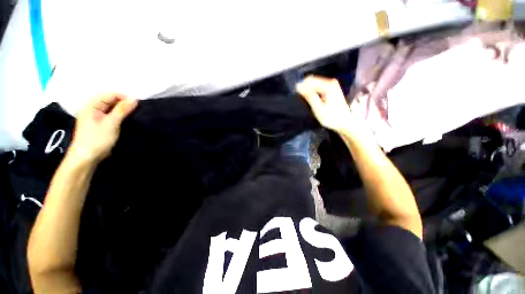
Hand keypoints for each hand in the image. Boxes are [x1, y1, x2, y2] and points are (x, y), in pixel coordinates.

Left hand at [68, 94, 137, 162]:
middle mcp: (93, 108)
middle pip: (110, 101)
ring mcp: (96, 117)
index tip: (138, 105)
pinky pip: (111, 115)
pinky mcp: (100, 124)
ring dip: (123, 110)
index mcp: (91, 105)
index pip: (110, 95)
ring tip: (134, 115)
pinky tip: (127, 120)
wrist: (87, 157)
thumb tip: (134, 99)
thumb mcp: (111, 123)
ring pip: (112, 108)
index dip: (124, 98)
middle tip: (137, 110)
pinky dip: (120, 116)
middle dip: (124, 104)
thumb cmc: (97, 139)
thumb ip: (122, 110)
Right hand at [296, 76, 352, 132]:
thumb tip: (299, 87)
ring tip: (302, 97)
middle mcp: (331, 82)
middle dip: (304, 86)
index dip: (301, 85)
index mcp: (328, 86)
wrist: (344, 122)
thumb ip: (310, 97)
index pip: (310, 81)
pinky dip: (312, 90)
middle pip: (313, 80)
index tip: (294, 93)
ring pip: (315, 82)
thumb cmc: (331, 117)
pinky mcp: (332, 88)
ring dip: (307, 88)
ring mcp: (332, 85)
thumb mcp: (318, 108)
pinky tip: (309, 97)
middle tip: (298, 96)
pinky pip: (318, 85)